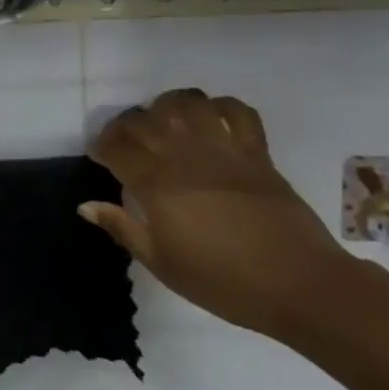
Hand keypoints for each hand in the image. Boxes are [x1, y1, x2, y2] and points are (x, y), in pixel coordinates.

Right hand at [82, 88, 349, 337]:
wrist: (302, 286)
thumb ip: (123, 229)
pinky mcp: (256, 152)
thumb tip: (86, 206)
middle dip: (126, 125)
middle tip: (126, 142)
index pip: (116, 146)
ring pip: (186, 103)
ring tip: (165, 121)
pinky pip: (237, 113)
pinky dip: (221, 107)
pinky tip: (212, 120)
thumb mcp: (163, 264)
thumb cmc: (226, 283)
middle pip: (144, 120)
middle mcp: (185, 156)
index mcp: (157, 184)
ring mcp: (223, 149)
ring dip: (168, 106)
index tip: (99, 155)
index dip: (101, 146)